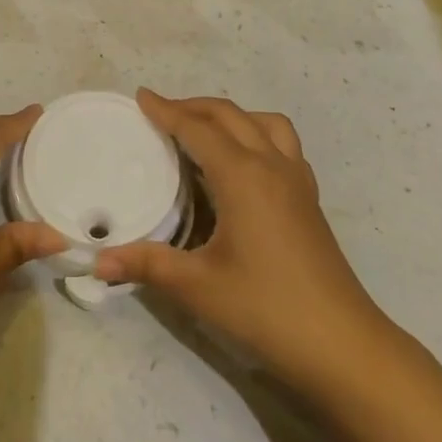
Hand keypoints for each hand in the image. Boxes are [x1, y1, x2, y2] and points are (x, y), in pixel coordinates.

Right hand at [95, 90, 392, 401]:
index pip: (197, 129)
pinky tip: (244, 165)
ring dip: (231, 116)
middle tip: (161, 112)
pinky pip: (283, 145)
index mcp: (242, 175)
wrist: (343, 345)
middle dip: (194, 106)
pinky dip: (257, 136)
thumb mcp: (198, 287)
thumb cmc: (266, 309)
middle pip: (230, 116)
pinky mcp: (310, 200)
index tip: (141, 96)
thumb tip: (98, 261)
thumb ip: (147, 265)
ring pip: (265, 123)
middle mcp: (272, 165)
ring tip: (204, 131)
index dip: (167, 111)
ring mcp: (297, 181)